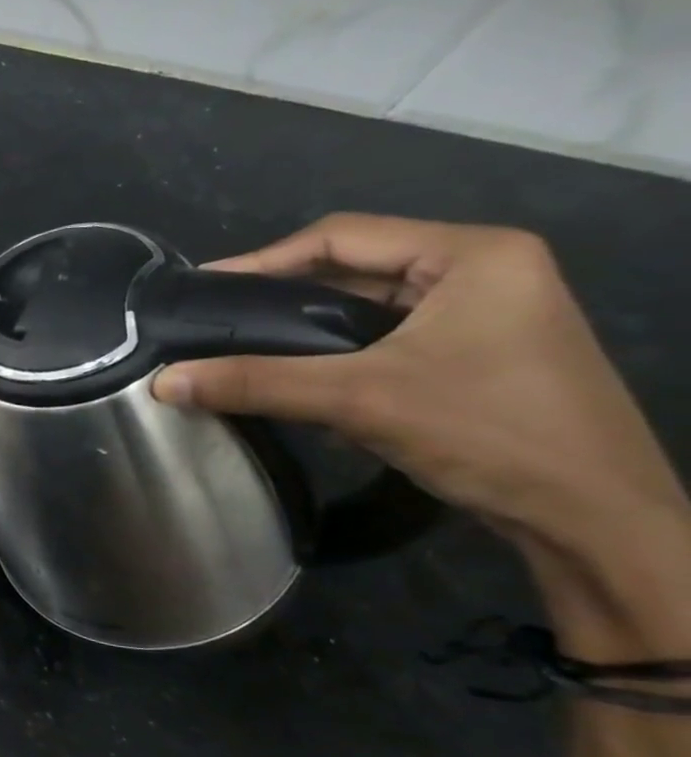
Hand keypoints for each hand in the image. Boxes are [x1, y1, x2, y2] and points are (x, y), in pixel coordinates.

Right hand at [151, 214, 686, 556]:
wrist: (595, 521)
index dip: (262, 260)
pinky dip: (336, 354)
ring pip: (367, 307)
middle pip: (353, 269)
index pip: (341, 235)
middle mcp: (483, 271)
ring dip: (306, 330)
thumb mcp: (360, 400)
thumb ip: (256, 382)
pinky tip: (297, 378)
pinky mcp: (477, 355)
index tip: (202, 288)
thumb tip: (162, 381)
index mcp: (473, 254)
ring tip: (242, 348)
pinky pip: (384, 338)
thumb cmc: (489, 433)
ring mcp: (485, 314)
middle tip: (216, 320)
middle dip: (282, 296)